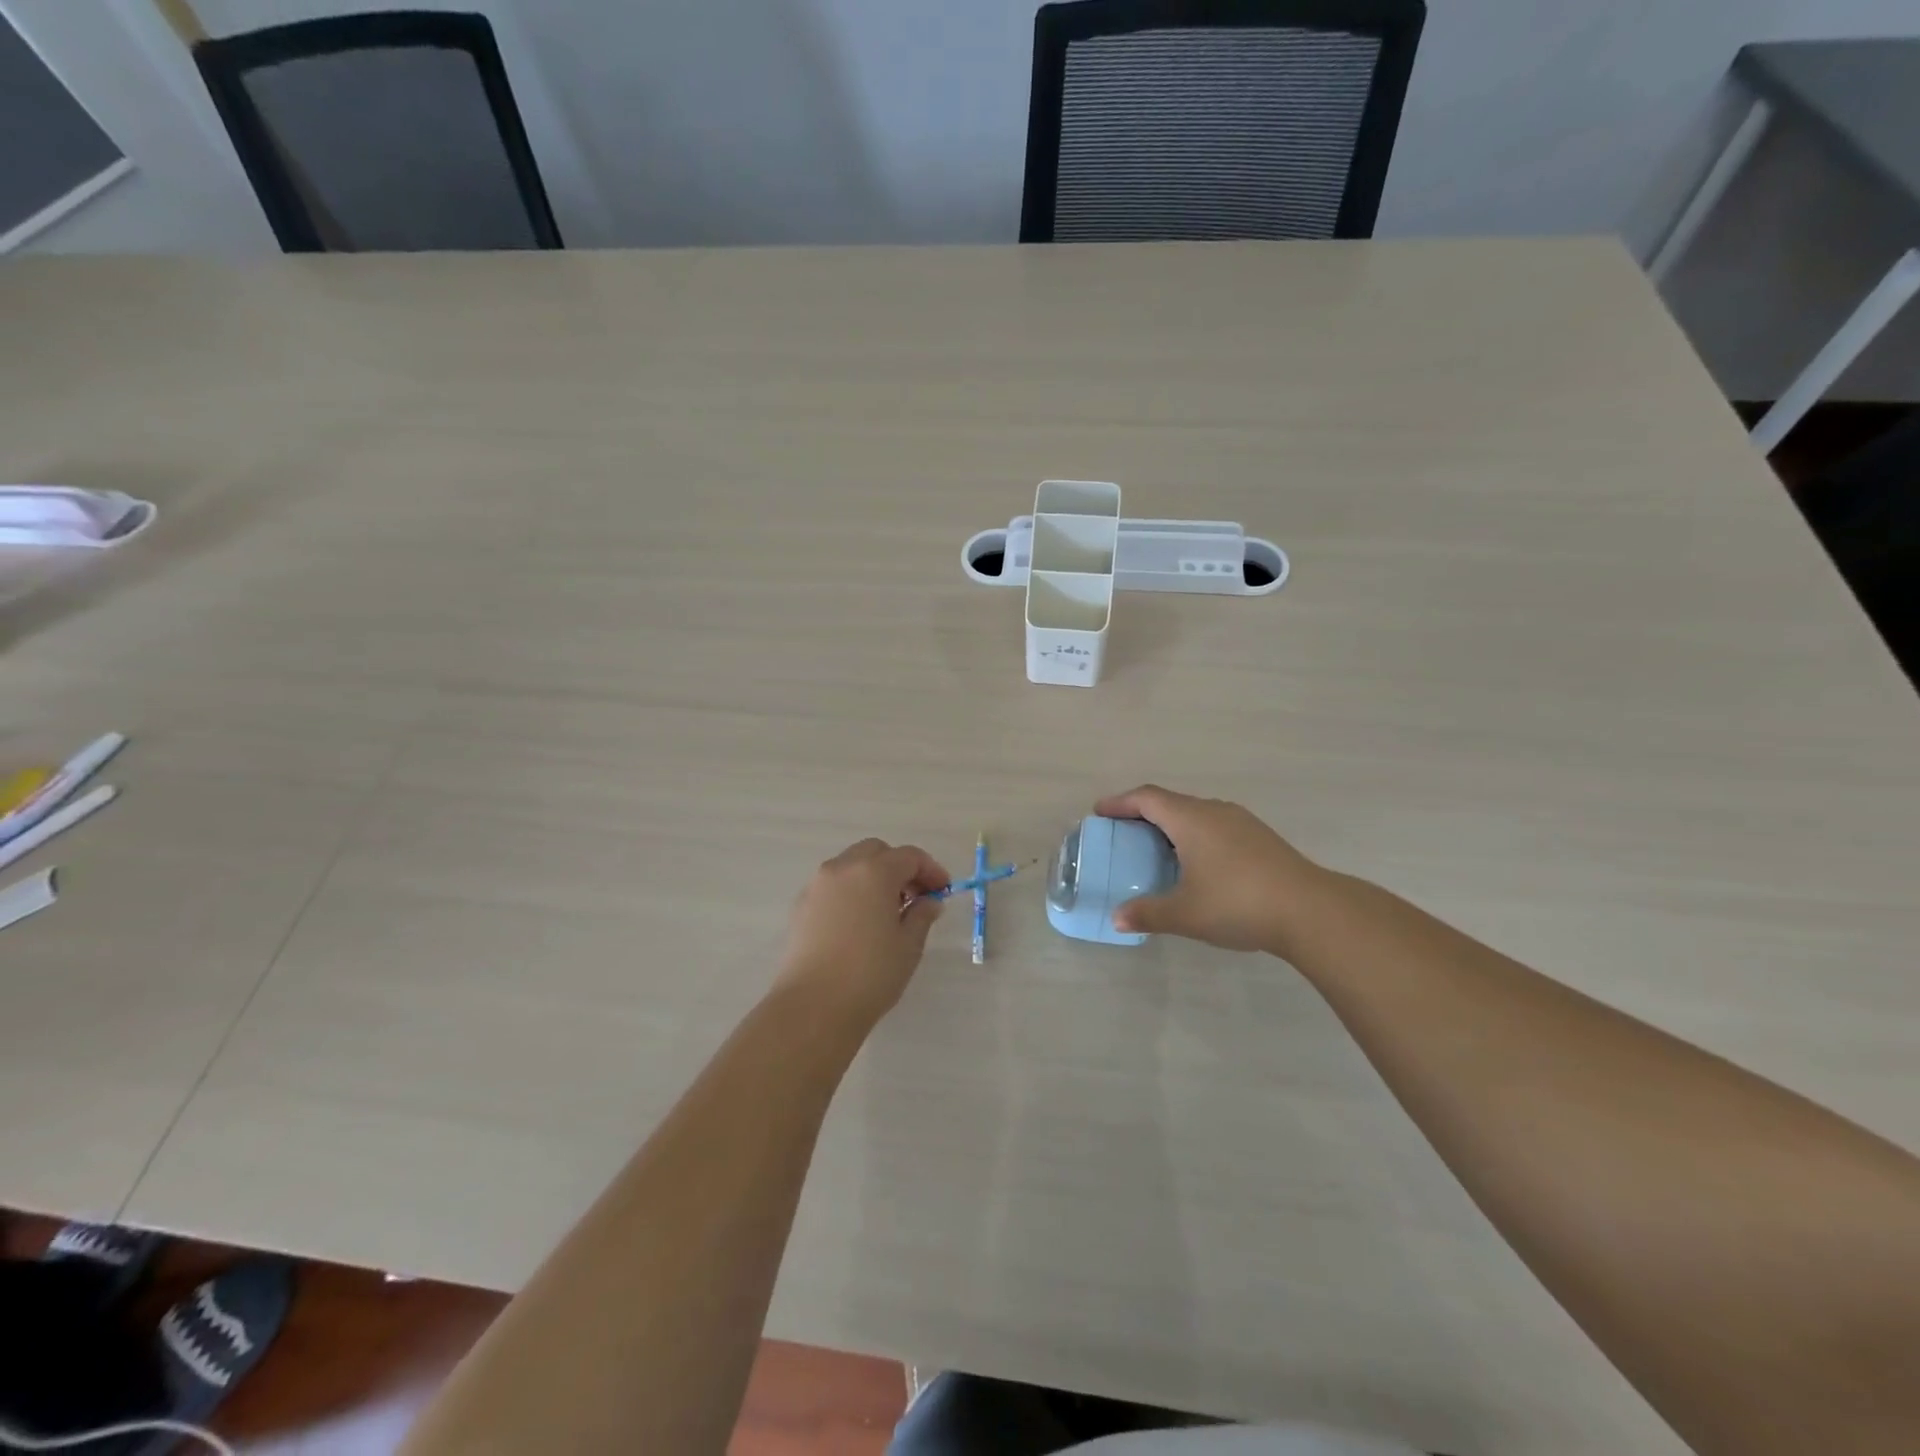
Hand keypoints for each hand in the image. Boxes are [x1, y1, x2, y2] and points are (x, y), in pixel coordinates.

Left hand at [777, 839, 949, 1025]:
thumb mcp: (909, 945)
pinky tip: (859, 923)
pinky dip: (851, 892)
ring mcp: (817, 885)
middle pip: (876, 852)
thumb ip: (922, 915)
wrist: (813, 1006)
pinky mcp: (801, 906)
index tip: (943, 891)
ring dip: (873, 877)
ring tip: (887, 911)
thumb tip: (929, 901)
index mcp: (874, 871)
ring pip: (851, 866)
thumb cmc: (871, 973)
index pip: (909, 857)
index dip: (931, 870)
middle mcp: (843, 868)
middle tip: (915, 896)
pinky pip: (833, 886)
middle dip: (899, 868)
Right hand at [1094, 785, 1323, 953]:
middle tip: (1123, 834)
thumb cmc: (1237, 903)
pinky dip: (1194, 836)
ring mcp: (1241, 822)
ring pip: (1195, 814)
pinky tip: (1196, 864)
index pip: (1146, 798)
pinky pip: (1215, 826)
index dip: (1119, 802)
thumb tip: (1118, 919)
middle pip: (1170, 802)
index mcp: (1190, 819)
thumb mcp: (1185, 914)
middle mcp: (1214, 811)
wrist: (1310, 911)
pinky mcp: (1260, 838)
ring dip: (1171, 825)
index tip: (1099, 812)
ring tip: (1156, 850)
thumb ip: (1147, 913)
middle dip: (1142, 814)